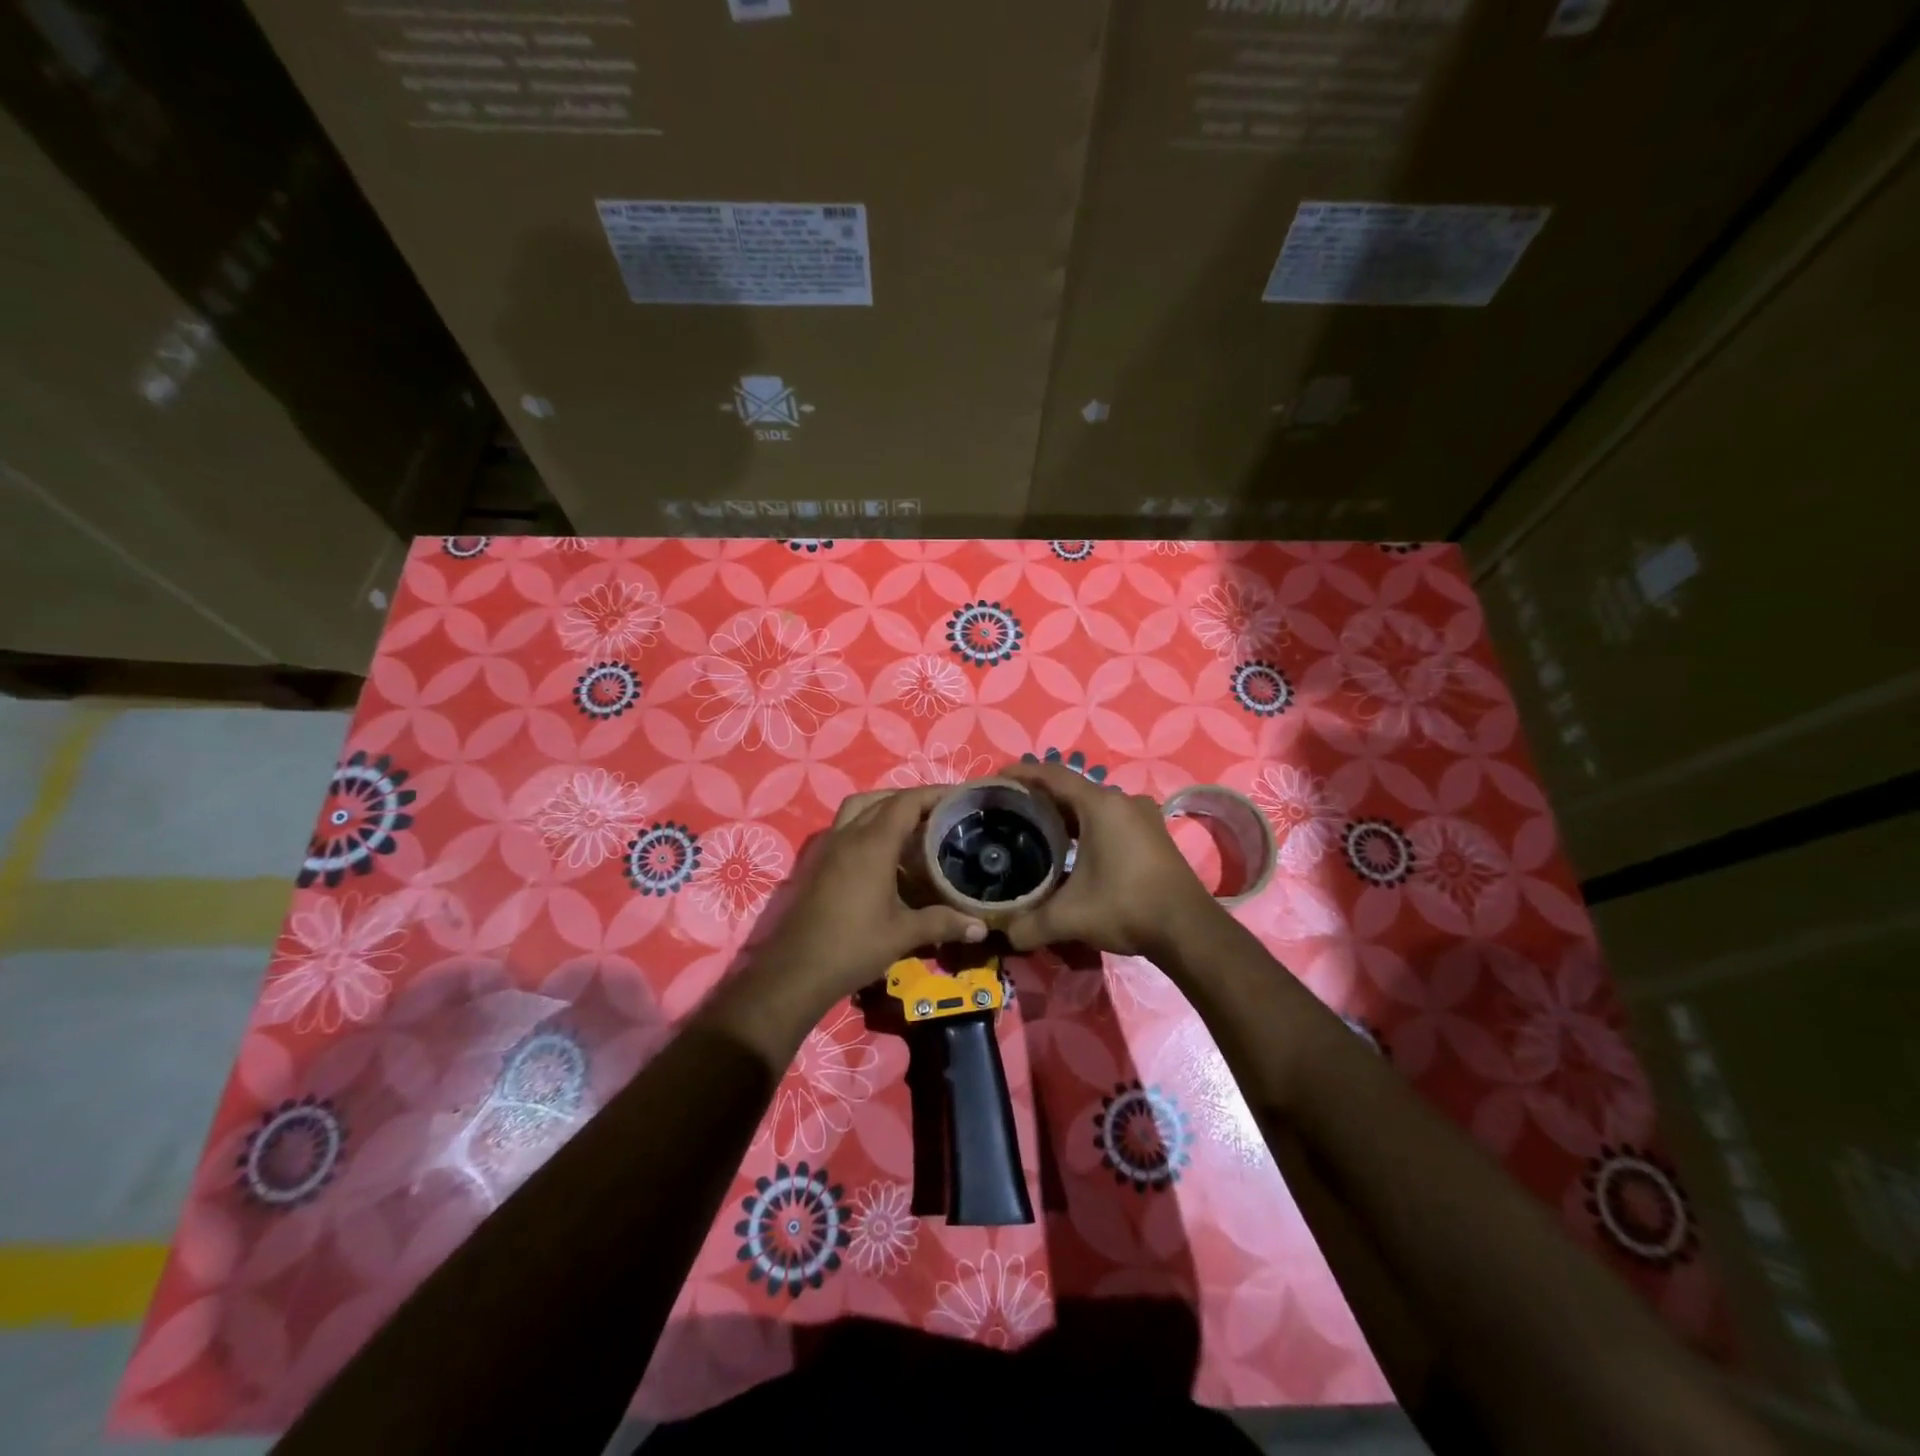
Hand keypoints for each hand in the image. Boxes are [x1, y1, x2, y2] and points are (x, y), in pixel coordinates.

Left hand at [713, 788, 989, 1056]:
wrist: (796, 971)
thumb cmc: (852, 947)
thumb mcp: (902, 935)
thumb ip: (942, 923)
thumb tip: (980, 927)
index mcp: (872, 844)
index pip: (906, 802)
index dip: (934, 794)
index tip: (960, 798)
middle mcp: (848, 835)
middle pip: (882, 799)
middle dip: (912, 799)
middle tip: (941, 814)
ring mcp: (829, 847)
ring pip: (858, 808)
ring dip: (885, 807)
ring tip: (912, 826)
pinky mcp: (818, 862)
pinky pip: (846, 826)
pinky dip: (867, 824)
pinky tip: (884, 853)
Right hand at [1000, 761, 1221, 957]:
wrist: (1188, 929)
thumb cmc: (1126, 906)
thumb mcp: (1070, 917)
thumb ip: (1030, 923)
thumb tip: (1004, 932)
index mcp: (1100, 805)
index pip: (1052, 775)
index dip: (1022, 773)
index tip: (996, 779)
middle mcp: (1122, 801)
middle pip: (1072, 788)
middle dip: (1040, 796)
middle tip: (1010, 810)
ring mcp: (1142, 816)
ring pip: (1093, 805)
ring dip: (1065, 813)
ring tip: (1035, 828)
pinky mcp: (1153, 834)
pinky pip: (1110, 818)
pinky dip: (1086, 826)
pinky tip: (1072, 848)